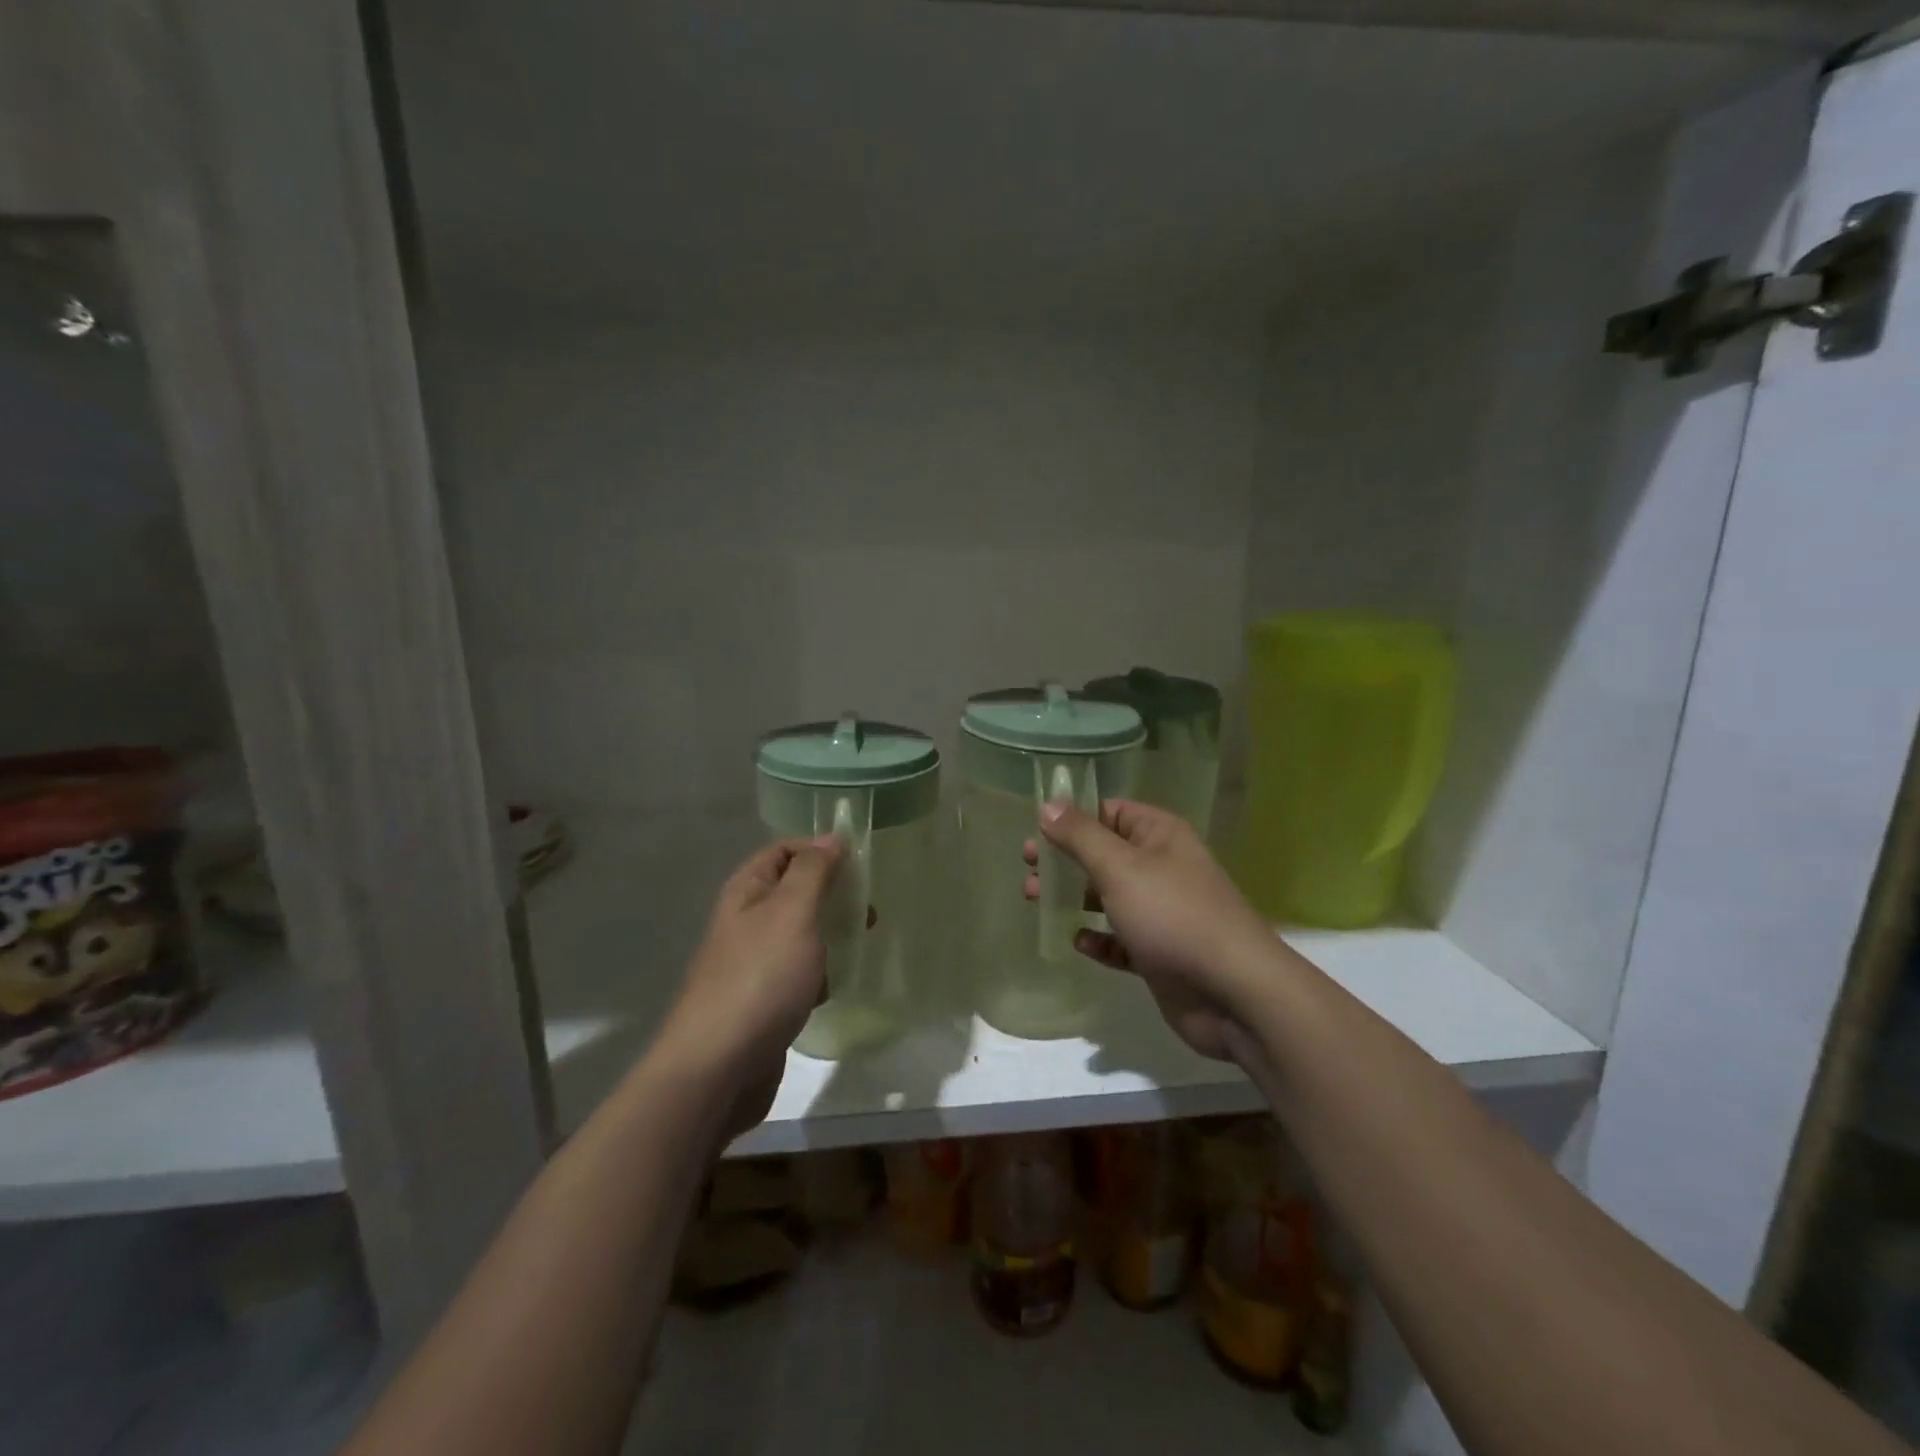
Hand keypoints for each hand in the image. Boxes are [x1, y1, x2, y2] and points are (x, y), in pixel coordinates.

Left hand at [655, 838, 840, 1108]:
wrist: (718, 1067)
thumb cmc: (760, 978)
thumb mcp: (792, 912)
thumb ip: (813, 872)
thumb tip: (832, 837)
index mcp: (747, 892)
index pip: (783, 851)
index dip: (819, 849)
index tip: (860, 863)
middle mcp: (746, 921)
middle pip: (795, 891)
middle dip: (832, 894)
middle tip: (868, 908)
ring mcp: (753, 963)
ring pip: (800, 934)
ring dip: (830, 934)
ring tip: (862, 942)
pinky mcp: (764, 1000)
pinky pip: (799, 973)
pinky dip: (820, 974)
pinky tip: (834, 987)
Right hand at [1024, 800, 1274, 1061]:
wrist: (1234, 992)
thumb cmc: (1173, 915)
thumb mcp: (1120, 867)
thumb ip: (1080, 836)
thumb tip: (1049, 804)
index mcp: (1159, 835)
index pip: (1109, 811)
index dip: (1072, 817)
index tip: (1034, 829)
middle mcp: (1161, 867)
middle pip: (1103, 854)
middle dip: (1064, 860)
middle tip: (1027, 868)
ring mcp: (1161, 912)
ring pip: (1107, 896)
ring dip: (1073, 897)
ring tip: (1034, 900)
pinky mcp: (1158, 952)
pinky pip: (1119, 939)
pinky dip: (1098, 938)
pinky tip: (1078, 941)